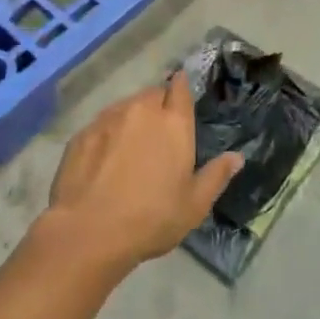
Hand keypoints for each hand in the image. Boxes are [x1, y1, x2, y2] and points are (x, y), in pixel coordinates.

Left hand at [42, 75, 242, 275]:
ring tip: (131, 146)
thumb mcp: (194, 205)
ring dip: (132, 118)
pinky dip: (107, 134)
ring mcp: (108, 119)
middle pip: (153, 94)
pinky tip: (104, 159)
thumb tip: (237, 156)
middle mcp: (141, 110)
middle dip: (158, 105)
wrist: (89, 231)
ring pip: (125, 106)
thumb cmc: (152, 218)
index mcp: (173, 123)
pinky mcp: (82, 133)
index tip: (181, 93)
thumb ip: (216, 175)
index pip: (180, 88)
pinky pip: (101, 124)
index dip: (181, 87)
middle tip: (159, 132)